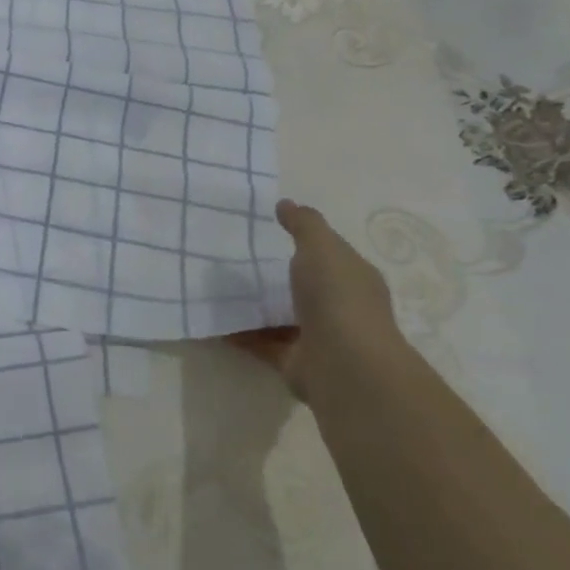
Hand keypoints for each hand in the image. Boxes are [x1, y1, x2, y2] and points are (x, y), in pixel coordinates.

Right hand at [229, 198, 403, 397]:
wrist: (344, 365)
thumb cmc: (338, 297)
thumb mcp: (321, 247)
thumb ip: (304, 224)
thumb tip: (286, 203)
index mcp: (353, 279)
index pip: (332, 256)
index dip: (309, 243)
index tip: (273, 231)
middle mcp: (341, 309)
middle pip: (307, 288)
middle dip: (280, 277)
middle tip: (239, 259)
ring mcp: (320, 338)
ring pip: (284, 317)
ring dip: (258, 307)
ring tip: (221, 288)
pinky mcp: (296, 363)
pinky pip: (263, 343)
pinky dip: (242, 334)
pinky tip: (216, 320)